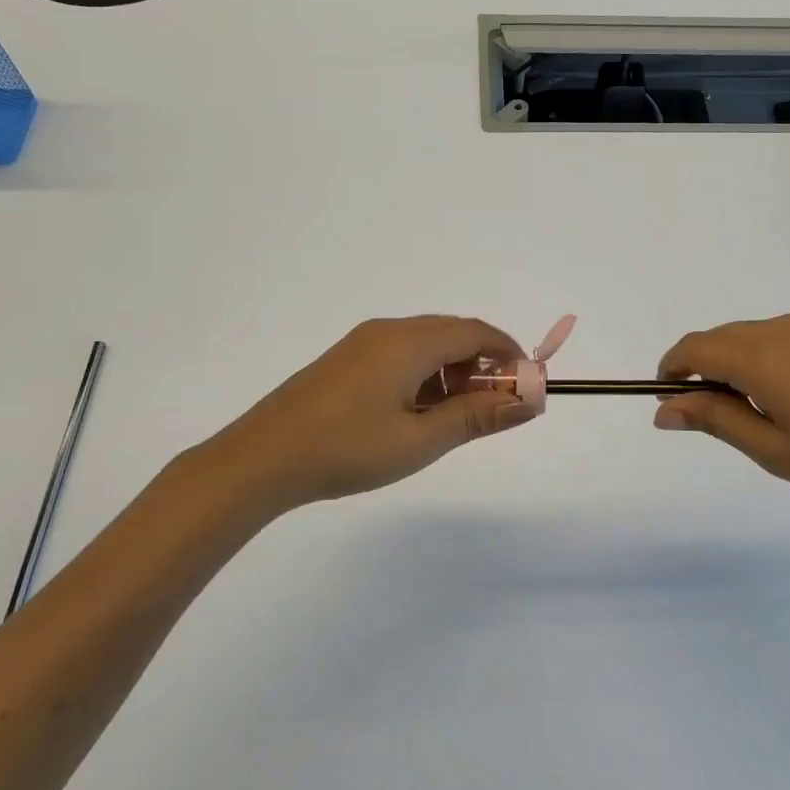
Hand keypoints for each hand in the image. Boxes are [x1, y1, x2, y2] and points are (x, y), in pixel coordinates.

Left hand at [190, 316, 537, 508]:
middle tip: (493, 408)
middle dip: (482, 364)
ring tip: (452, 418)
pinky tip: (414, 413)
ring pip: (425, 344)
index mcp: (409, 342)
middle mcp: (388, 330)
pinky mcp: (345, 359)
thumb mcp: (420, 440)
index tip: (527, 386)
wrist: (261, 459)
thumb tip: (528, 402)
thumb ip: (477, 417)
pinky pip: (399, 354)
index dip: (509, 353)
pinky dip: (423, 374)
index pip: (476, 331)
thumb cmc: (346, 449)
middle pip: (452, 333)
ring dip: (451, 371)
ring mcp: (362, 343)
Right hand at [654, 314, 789, 513]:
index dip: (673, 368)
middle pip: (723, 337)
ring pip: (757, 335)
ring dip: (740, 362)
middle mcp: (784, 329)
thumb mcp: (773, 450)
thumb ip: (714, 420)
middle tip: (713, 414)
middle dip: (704, 367)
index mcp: (761, 357)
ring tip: (761, 410)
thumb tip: (664, 408)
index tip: (670, 398)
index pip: (695, 347)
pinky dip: (774, 358)